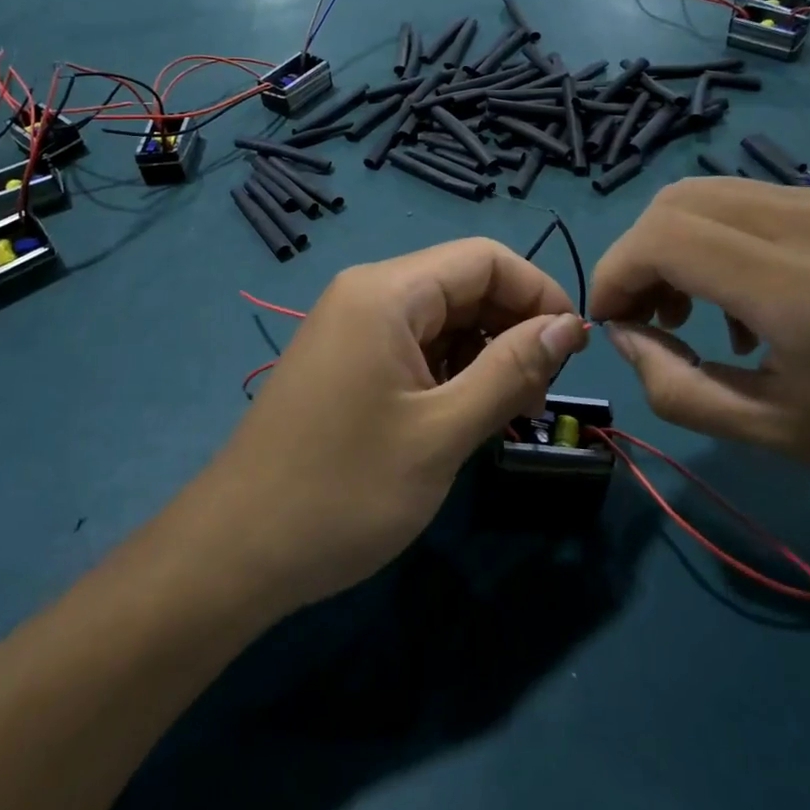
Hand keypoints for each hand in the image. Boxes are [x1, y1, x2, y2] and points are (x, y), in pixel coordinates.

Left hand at [186, 240, 588, 614]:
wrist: (236, 551)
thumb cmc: (344, 491)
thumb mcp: (442, 432)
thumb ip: (511, 371)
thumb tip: (569, 325)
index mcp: (386, 292)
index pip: (485, 258)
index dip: (538, 293)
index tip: (573, 351)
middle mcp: (366, 293)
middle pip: (463, 284)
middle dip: (513, 328)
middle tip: (539, 396)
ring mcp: (351, 327)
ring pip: (442, 318)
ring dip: (485, 355)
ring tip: (507, 414)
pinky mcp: (345, 360)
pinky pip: (414, 345)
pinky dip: (451, 372)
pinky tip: (464, 416)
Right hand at [591, 179, 809, 511]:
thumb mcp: (772, 436)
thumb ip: (676, 387)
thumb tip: (624, 334)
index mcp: (801, 288)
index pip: (663, 237)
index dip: (616, 272)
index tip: (612, 319)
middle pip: (679, 199)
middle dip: (641, 254)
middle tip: (648, 316)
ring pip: (716, 193)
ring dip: (682, 244)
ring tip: (699, 314)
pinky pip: (762, 201)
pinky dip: (728, 239)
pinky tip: (758, 299)